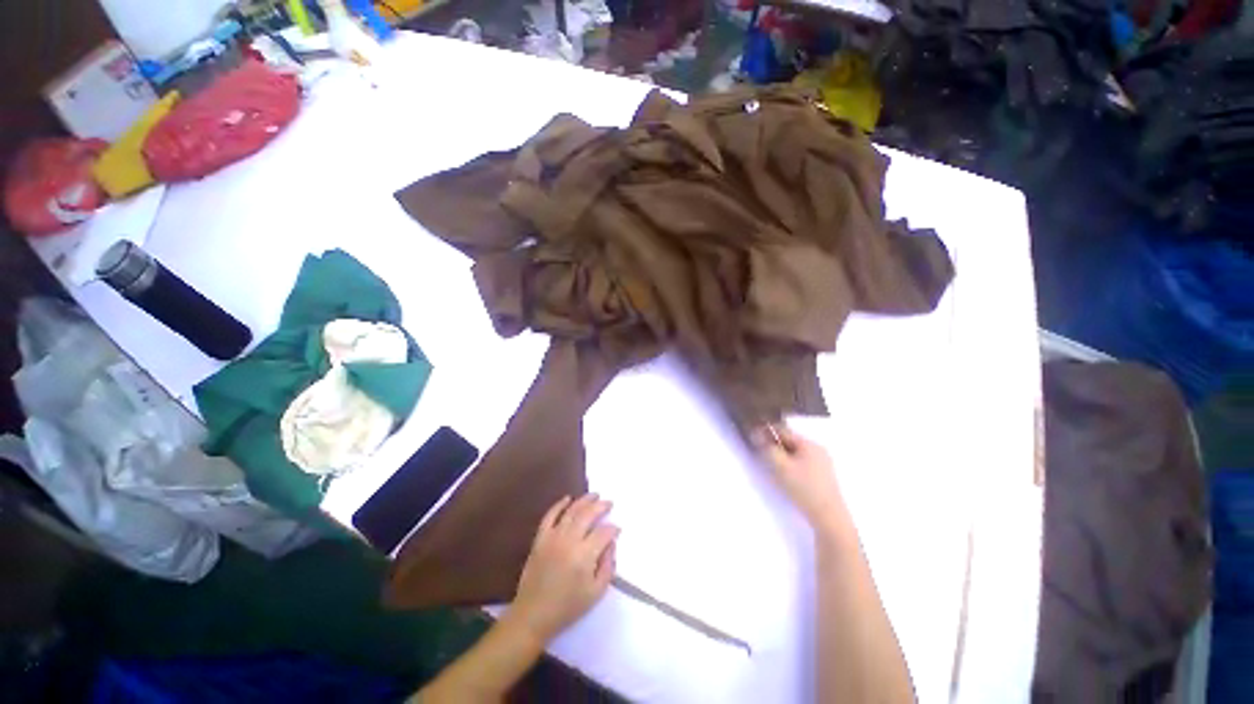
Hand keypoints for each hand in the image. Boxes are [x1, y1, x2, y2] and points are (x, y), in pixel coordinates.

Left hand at [505, 494, 618, 643]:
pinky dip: (559, 505)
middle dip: (601, 506)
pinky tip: (567, 498)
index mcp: (584, 556)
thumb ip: (608, 566)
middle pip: (588, 515)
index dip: (613, 528)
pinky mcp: (540, 539)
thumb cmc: (567, 607)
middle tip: (609, 502)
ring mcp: (553, 537)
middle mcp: (569, 541)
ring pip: (571, 511)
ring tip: (594, 495)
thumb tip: (610, 544)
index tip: (618, 529)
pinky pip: (550, 516)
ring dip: (584, 500)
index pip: (603, 533)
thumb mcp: (596, 593)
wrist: (533, 615)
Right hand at [752, 424, 846, 530]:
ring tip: (772, 465)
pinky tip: (786, 475)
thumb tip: (756, 434)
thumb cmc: (804, 488)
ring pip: (795, 453)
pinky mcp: (823, 475)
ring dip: (782, 455)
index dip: (767, 432)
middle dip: (774, 445)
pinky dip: (791, 464)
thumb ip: (767, 449)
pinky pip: (802, 462)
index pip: (783, 431)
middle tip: (760, 453)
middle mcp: (818, 449)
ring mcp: (822, 462)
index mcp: (809, 444)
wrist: (829, 517)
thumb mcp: (781, 467)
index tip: (753, 436)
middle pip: (790, 441)